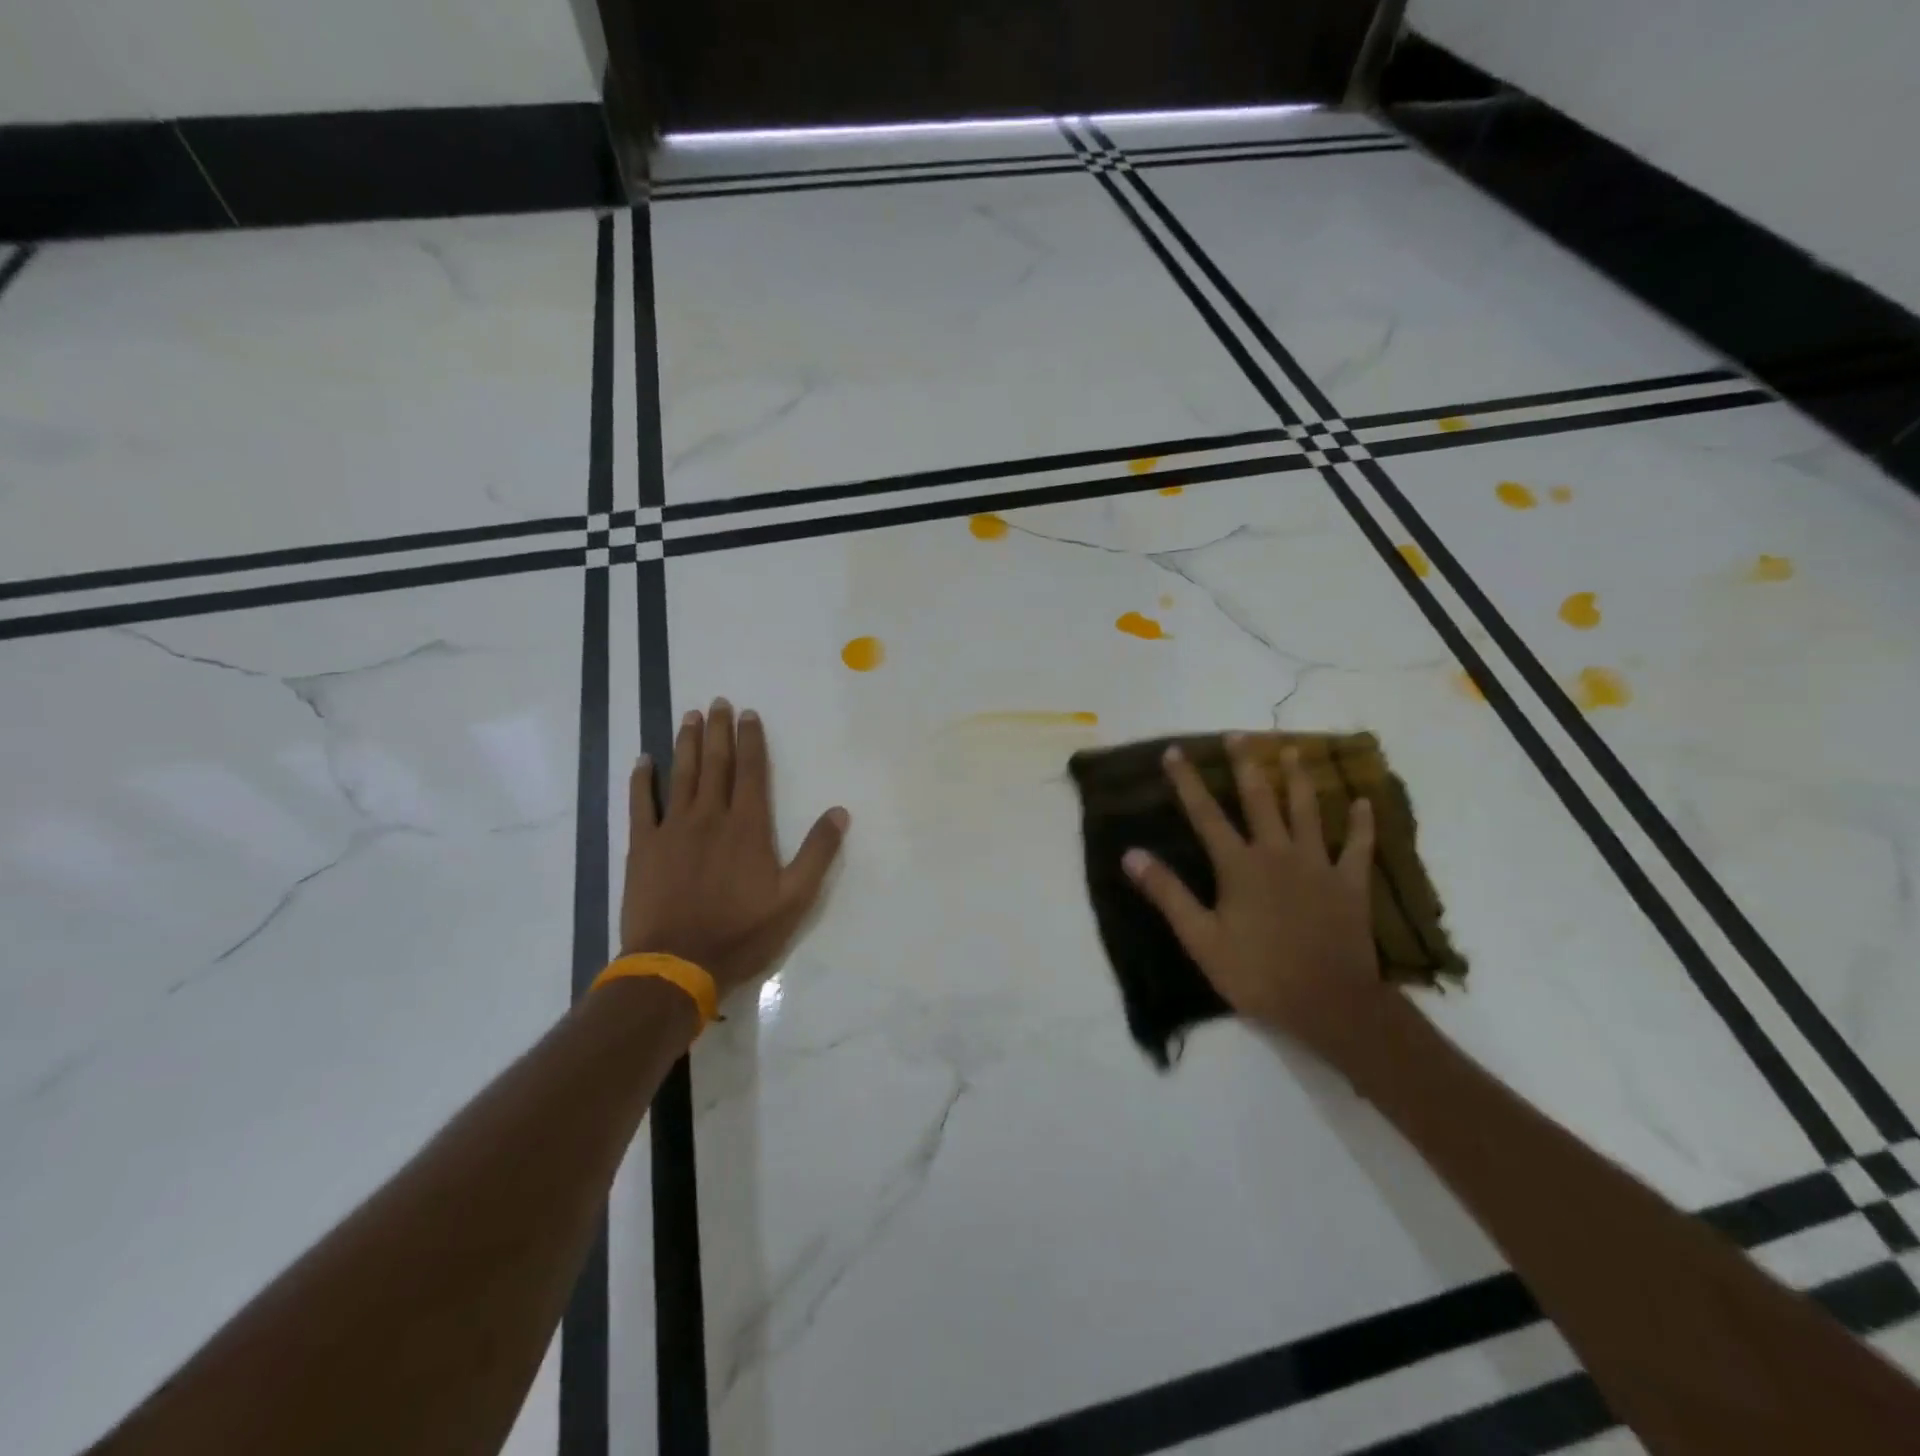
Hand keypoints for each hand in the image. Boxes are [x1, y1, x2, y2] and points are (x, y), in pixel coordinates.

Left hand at [620, 699, 848, 999]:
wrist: (677, 964)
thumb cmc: (741, 933)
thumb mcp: (795, 899)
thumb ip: (818, 853)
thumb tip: (839, 812)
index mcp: (748, 827)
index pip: (752, 772)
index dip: (751, 740)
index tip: (748, 714)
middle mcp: (710, 817)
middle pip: (716, 764)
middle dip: (718, 731)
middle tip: (717, 702)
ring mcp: (672, 829)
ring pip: (681, 775)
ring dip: (686, 744)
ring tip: (689, 716)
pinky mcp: (643, 847)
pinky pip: (640, 804)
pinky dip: (642, 780)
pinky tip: (643, 760)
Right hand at [1122, 736, 1385, 1065]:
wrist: (1329, 1003)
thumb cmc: (1257, 973)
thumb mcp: (1200, 938)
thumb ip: (1168, 893)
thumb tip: (1131, 854)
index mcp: (1239, 865)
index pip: (1205, 814)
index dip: (1187, 782)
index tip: (1174, 752)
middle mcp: (1277, 853)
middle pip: (1259, 799)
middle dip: (1246, 765)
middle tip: (1239, 734)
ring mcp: (1318, 865)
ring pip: (1307, 811)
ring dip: (1299, 779)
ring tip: (1294, 751)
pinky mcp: (1350, 884)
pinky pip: (1358, 847)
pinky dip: (1361, 824)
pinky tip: (1362, 802)